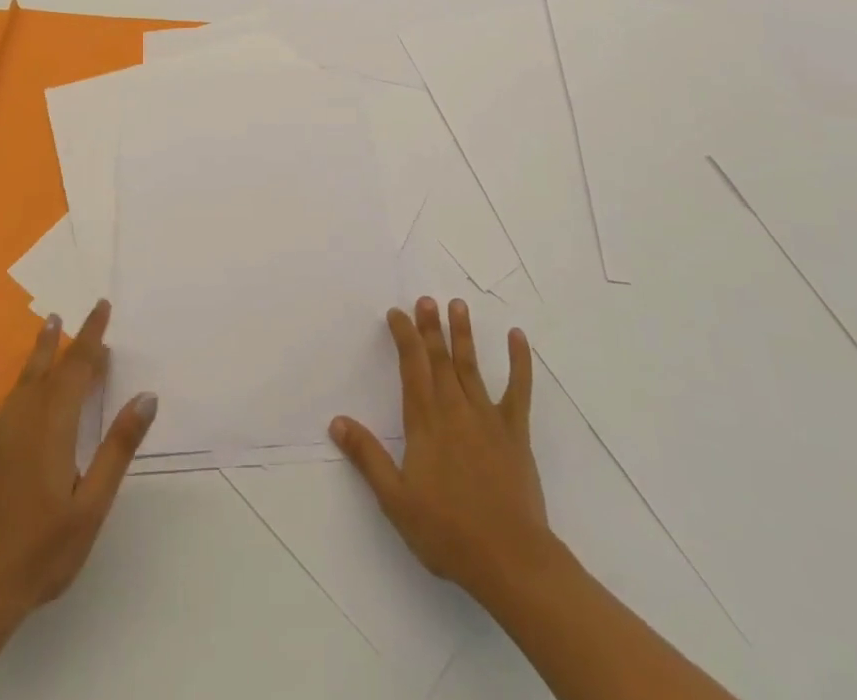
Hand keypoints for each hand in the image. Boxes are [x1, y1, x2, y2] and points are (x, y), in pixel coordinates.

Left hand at [0, 300, 157, 641]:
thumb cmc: (42, 553)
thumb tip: (147, 396)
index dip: (92, 337)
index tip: (103, 308)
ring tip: (51, 322)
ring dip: (40, 350)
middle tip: (90, 317)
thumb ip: (118, 448)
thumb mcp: (92, 506)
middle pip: (53, 370)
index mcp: (56, 428)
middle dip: (73, 342)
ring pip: (22, 380)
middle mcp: (25, 420)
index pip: (78, 369)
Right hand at [330, 296, 555, 605]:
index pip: (411, 366)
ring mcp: (487, 417)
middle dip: (430, 326)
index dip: (404, 336)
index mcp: (425, 422)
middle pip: (440, 358)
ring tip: (458, 305)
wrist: (509, 559)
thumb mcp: (395, 500)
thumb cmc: (447, 532)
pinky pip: (518, 390)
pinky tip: (518, 337)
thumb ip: (367, 457)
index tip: (397, 313)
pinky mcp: (515, 432)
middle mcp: (454, 409)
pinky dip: (520, 362)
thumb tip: (336, 421)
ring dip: (464, 334)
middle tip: (426, 299)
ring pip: (471, 366)